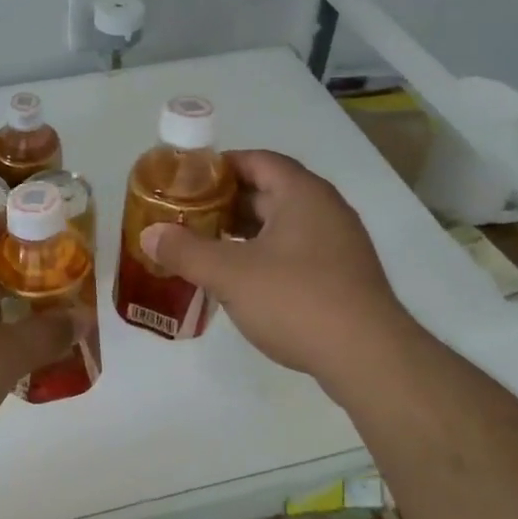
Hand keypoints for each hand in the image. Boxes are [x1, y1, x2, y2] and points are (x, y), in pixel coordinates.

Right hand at [141, 150, 411, 381]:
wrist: (368, 358)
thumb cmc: (297, 300)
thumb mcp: (230, 274)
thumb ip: (185, 251)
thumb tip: (149, 235)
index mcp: (302, 194)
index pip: (257, 160)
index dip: (219, 166)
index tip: (186, 181)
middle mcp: (325, 209)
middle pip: (268, 191)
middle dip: (225, 202)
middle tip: (186, 216)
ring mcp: (338, 244)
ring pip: (281, 224)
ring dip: (243, 232)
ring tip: (205, 246)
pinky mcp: (342, 276)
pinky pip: (294, 251)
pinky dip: (264, 255)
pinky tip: (241, 279)